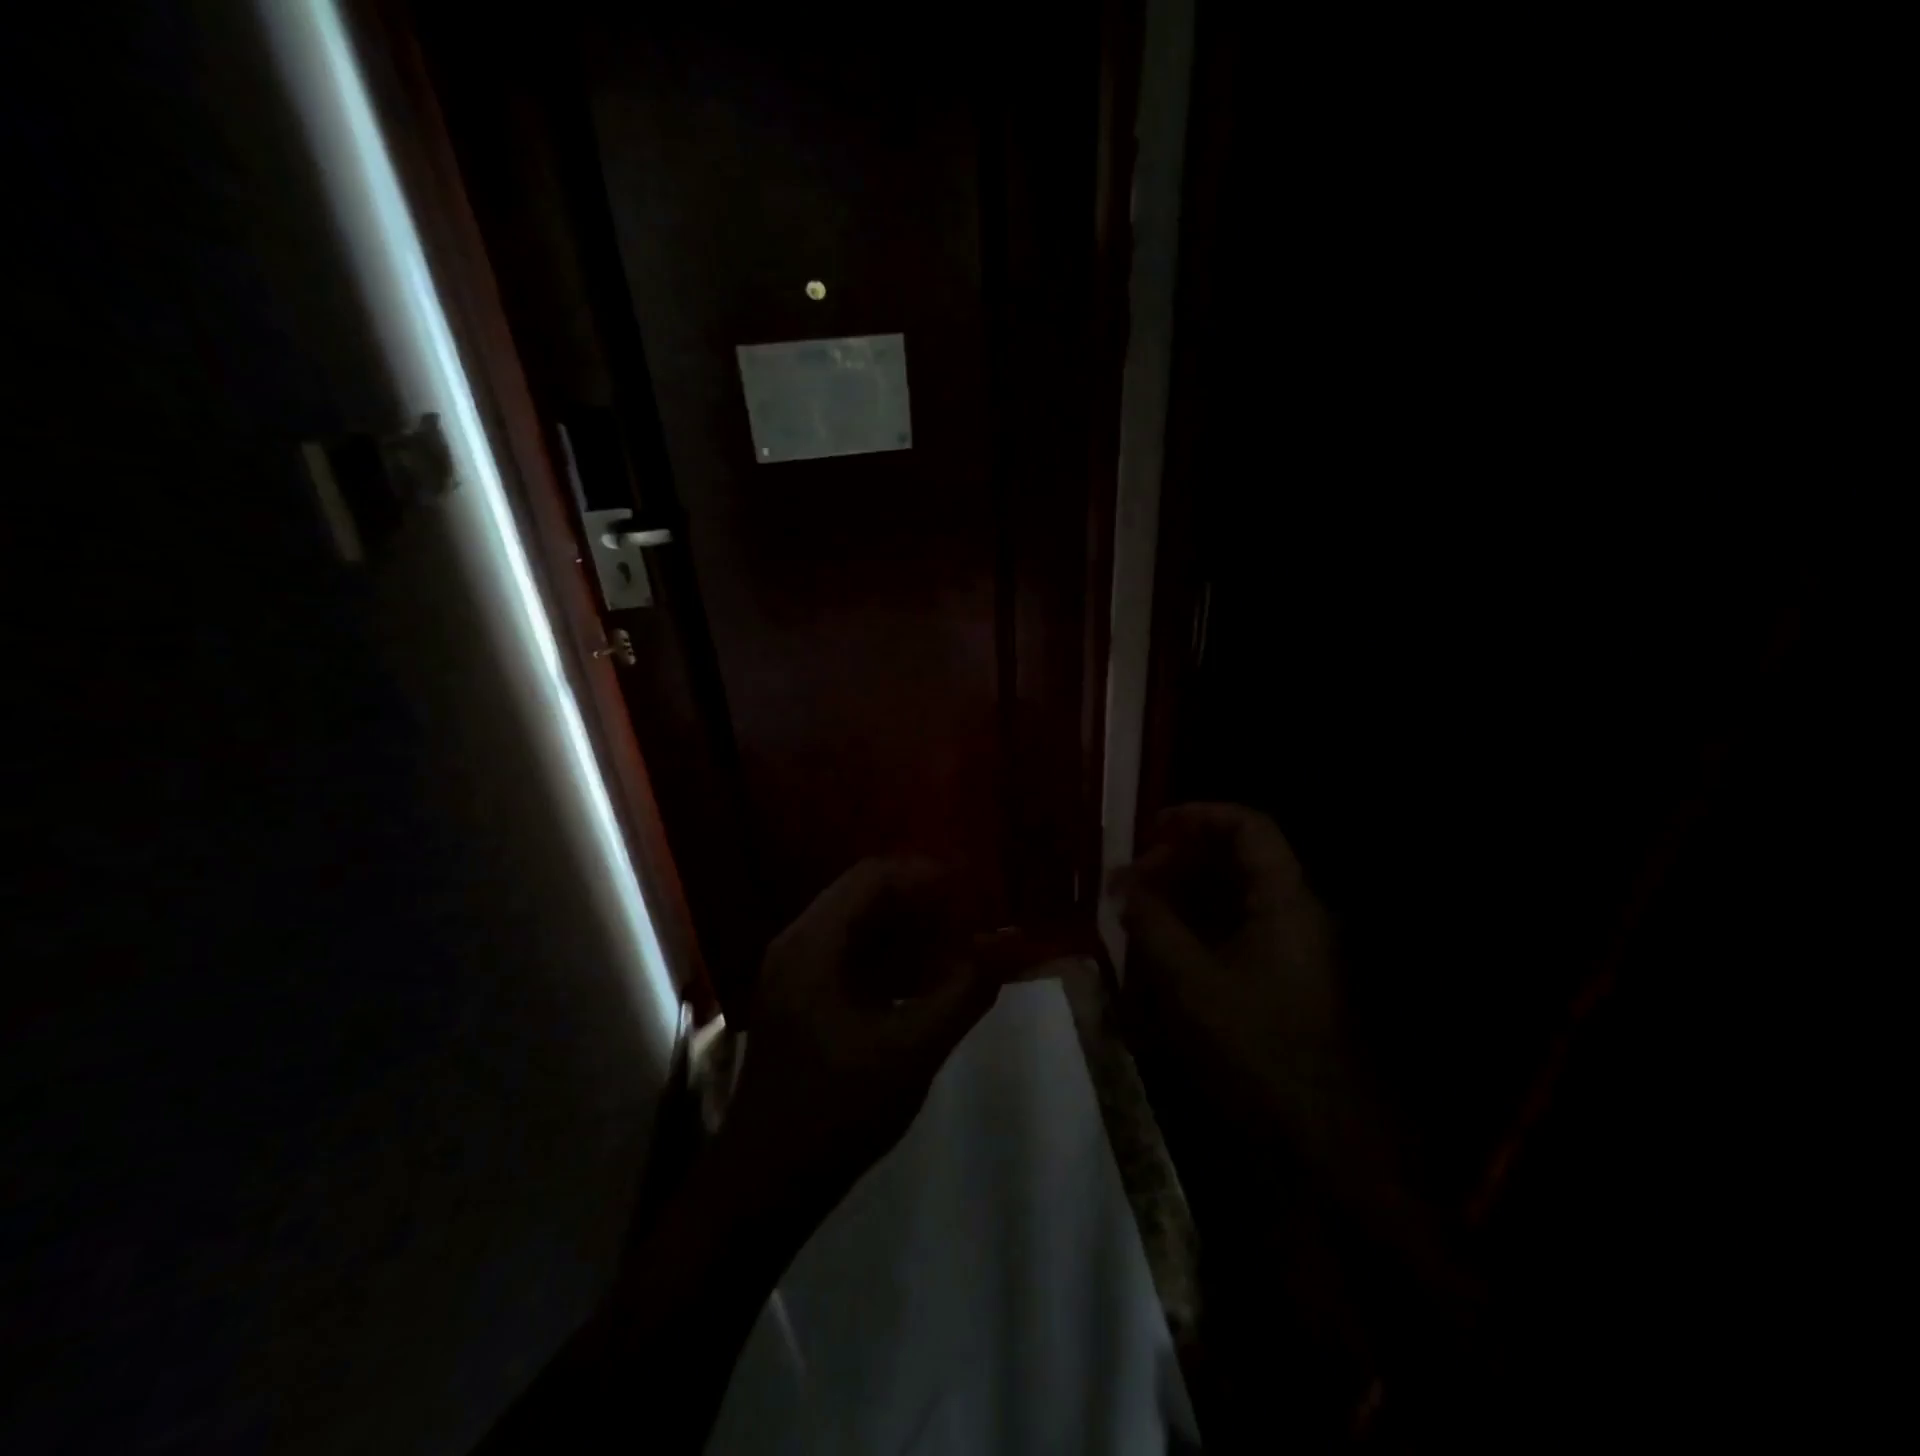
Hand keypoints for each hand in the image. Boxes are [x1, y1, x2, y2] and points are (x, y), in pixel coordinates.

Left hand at [721, 859, 1000, 1211]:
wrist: (765, 1185)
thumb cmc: (837, 1112)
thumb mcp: (912, 1049)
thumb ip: (965, 989)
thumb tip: (1013, 940)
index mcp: (813, 943)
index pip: (875, 877)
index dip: (930, 876)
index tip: (978, 892)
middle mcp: (798, 943)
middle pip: (867, 895)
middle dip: (925, 902)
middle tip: (977, 918)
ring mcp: (796, 971)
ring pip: (861, 926)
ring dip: (911, 930)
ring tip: (964, 945)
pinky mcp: (803, 998)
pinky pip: (853, 956)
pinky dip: (894, 958)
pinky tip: (931, 981)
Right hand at [1117, 805, 1474, 1340]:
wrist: (1319, 1146)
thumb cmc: (1256, 1051)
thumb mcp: (1190, 982)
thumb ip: (1154, 923)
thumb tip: (1125, 884)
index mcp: (1286, 903)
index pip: (1248, 828)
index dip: (1198, 816)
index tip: (1149, 828)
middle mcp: (1295, 916)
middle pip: (1238, 860)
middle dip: (1180, 859)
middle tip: (1132, 878)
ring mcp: (1290, 951)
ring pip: (1233, 898)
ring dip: (1184, 894)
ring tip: (1136, 909)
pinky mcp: (1279, 982)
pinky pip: (1234, 933)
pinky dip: (1196, 928)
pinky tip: (1159, 947)